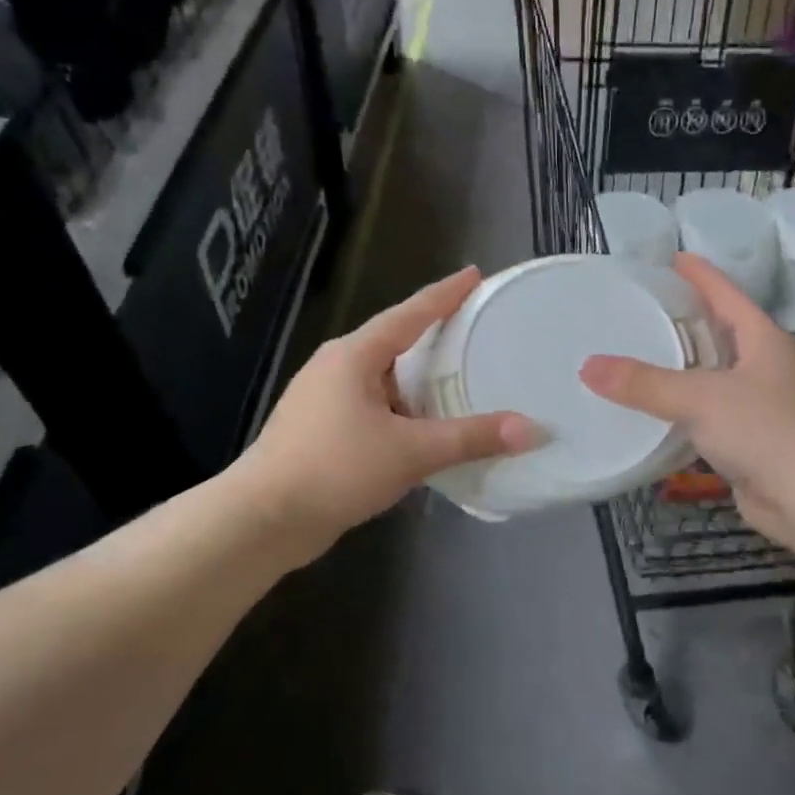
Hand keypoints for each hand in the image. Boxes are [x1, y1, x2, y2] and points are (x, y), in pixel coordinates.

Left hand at [240, 268, 539, 563]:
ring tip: (461, 383)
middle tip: (477, 332)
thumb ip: (471, 438)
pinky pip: (375, 408)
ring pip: (385, 380)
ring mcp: (324, 400)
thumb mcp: (410, 451)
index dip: (445, 294)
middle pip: (396, 343)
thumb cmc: (335, 468)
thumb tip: (532, 430)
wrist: (263, 520)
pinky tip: (426, 430)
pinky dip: (404, 412)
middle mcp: (336, 368)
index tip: (474, 275)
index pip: (410, 313)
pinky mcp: (321, 431)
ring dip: (420, 382)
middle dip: (435, 338)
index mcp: (354, 355)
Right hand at [580, 253, 794, 546]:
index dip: (698, 274)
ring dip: (681, 367)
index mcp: (762, 338)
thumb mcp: (700, 399)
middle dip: (683, 319)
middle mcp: (764, 365)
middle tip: (640, 308)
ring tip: (638, 356)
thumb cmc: (764, 431)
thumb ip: (643, 383)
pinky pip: (709, 412)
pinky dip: (683, 408)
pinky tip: (653, 410)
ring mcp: (761, 403)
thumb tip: (587, 367)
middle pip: (719, 331)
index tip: (670, 258)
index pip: (725, 293)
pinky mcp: (751, 438)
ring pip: (712, 374)